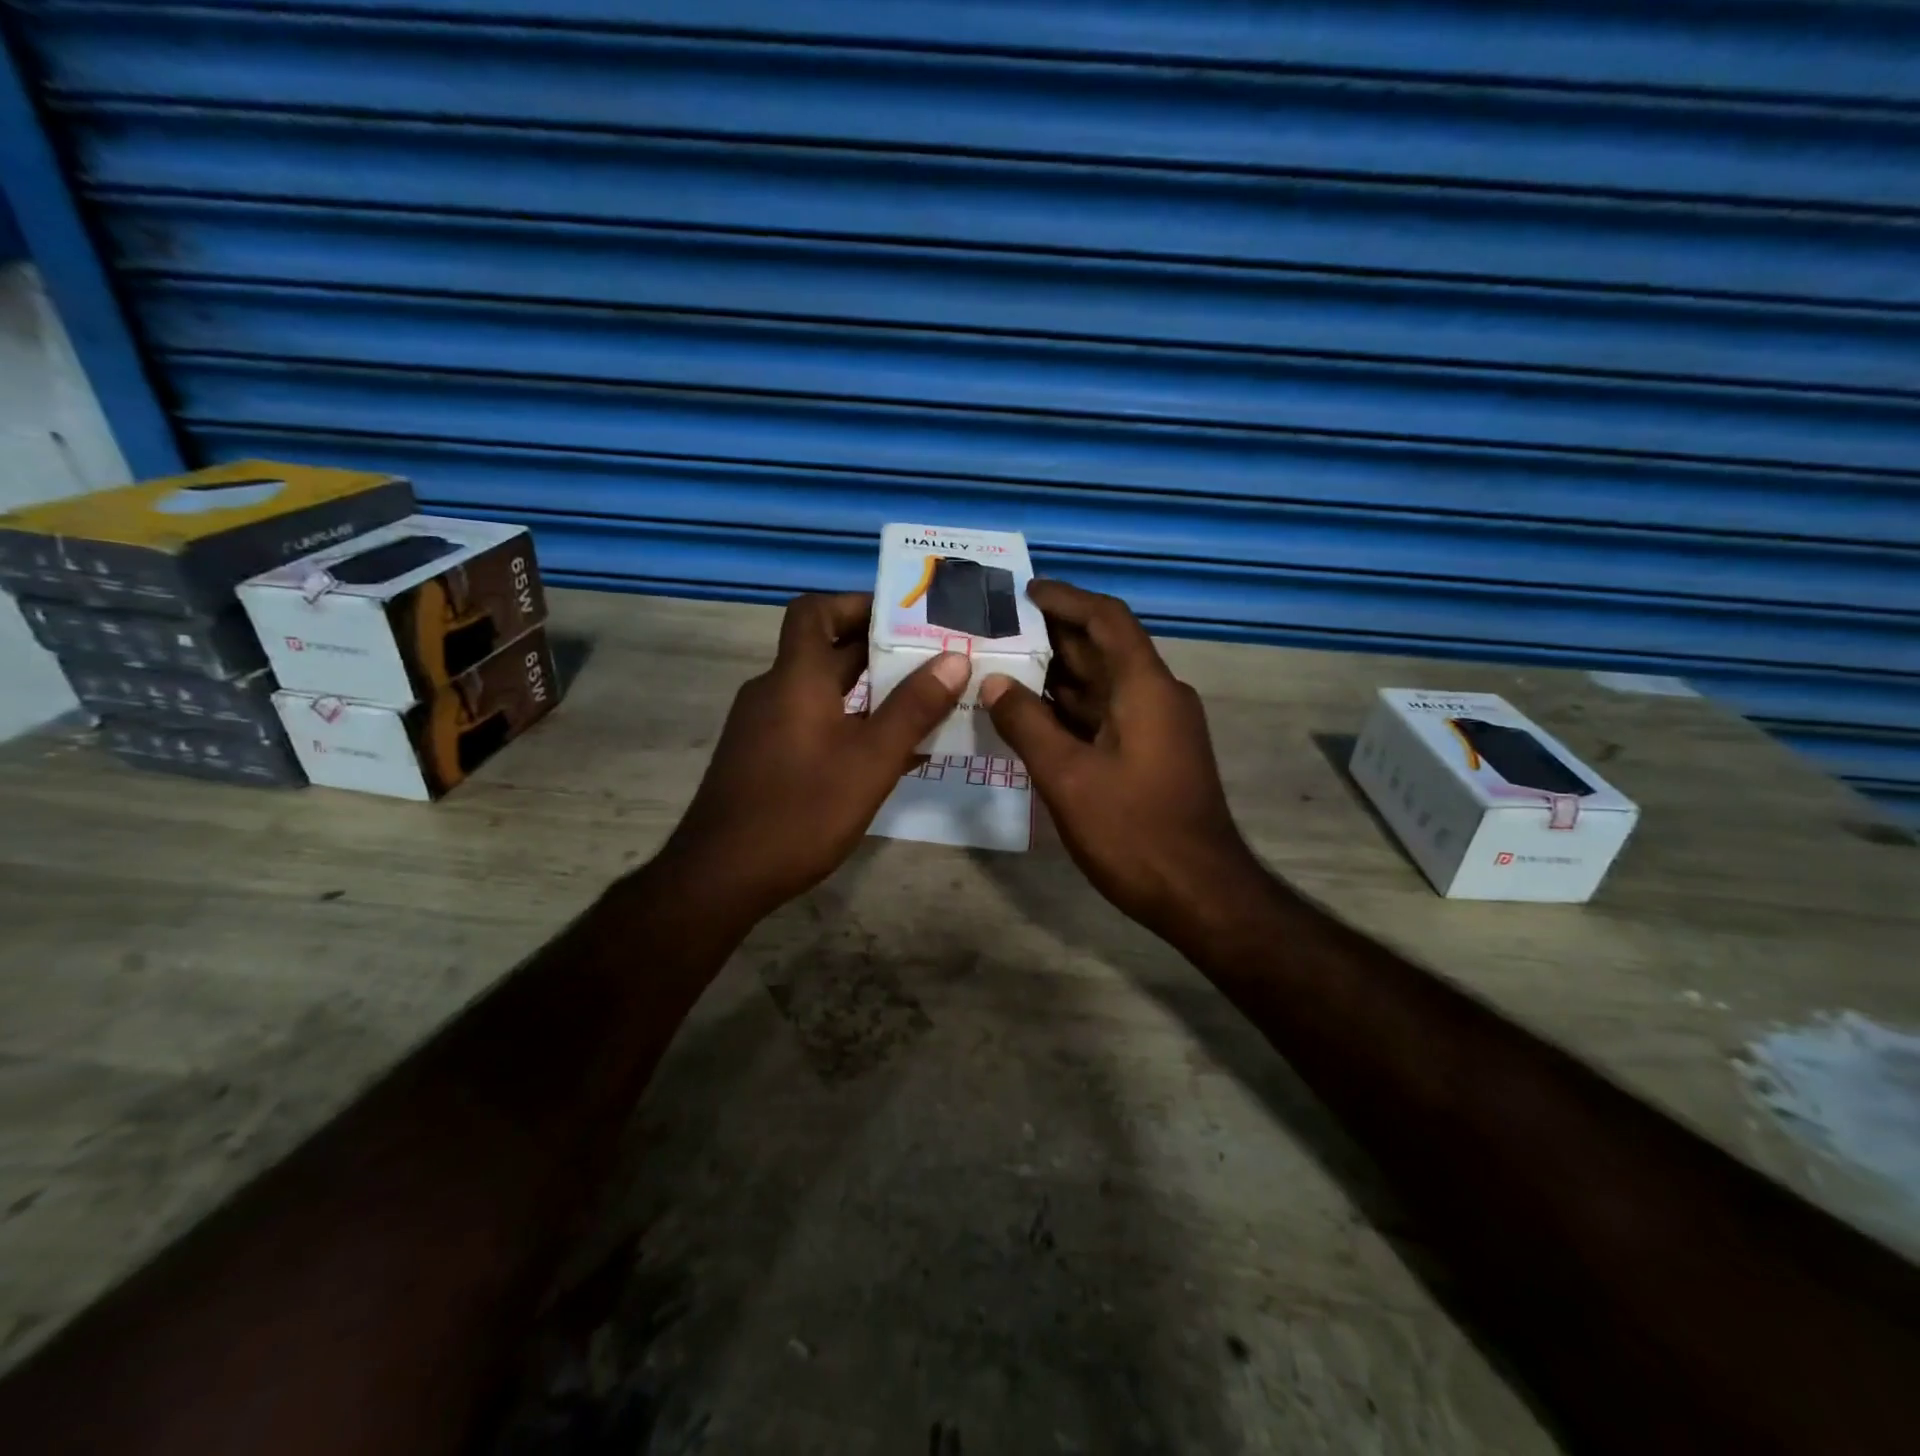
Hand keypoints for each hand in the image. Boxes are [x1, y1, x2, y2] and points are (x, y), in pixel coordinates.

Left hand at [663, 592, 968, 917]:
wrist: (722, 876)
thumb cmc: (801, 810)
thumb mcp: (871, 760)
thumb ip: (914, 709)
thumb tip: (953, 659)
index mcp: (796, 677)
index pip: (815, 610)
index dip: (856, 603)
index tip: (904, 617)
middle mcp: (775, 691)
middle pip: (827, 651)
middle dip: (881, 652)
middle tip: (935, 660)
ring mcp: (765, 726)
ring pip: (824, 692)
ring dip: (871, 693)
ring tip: (925, 704)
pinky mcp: (764, 758)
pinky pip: (813, 723)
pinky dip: (850, 725)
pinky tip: (888, 754)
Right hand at [981, 581, 1263, 944]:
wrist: (1199, 894)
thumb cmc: (1134, 831)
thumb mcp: (1067, 776)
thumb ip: (1027, 724)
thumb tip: (994, 683)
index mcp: (1145, 687)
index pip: (1106, 619)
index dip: (1066, 599)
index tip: (1024, 592)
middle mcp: (1156, 696)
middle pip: (1103, 649)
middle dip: (1053, 636)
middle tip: (998, 629)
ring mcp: (1157, 727)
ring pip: (1102, 685)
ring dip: (1058, 675)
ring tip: (1002, 665)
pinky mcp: (1151, 755)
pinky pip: (1105, 716)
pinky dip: (1069, 710)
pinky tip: (1030, 716)